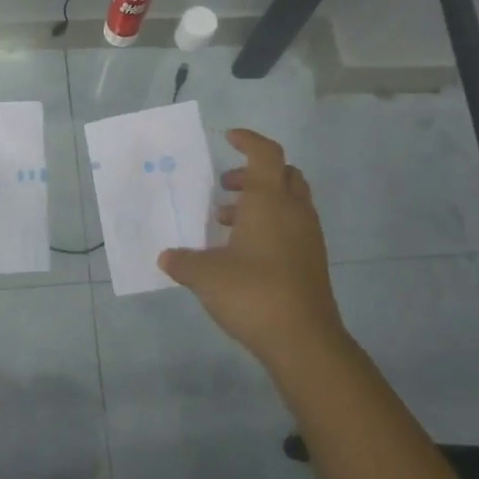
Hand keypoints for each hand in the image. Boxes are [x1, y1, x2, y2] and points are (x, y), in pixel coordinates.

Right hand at [158, 129, 350, 374]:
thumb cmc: (252, 293)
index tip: (228, 138)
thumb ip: (182, 261)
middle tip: (225, 186)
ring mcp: (308, 236)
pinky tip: (243, 251)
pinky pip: (292, 226)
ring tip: (225, 221)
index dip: (248, 140)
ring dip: (260, 201)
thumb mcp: (205, 275)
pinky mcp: (312, 261)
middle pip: (283, 174)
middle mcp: (293, 211)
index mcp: (269, 201)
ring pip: (289, 201)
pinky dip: (270, 224)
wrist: (304, 340)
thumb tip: (166, 257)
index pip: (265, 154)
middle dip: (253, 173)